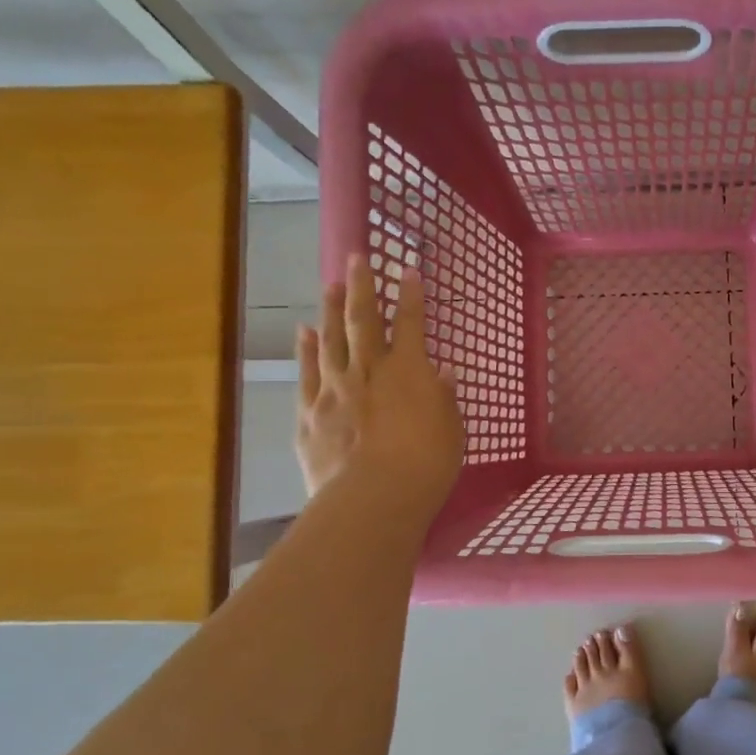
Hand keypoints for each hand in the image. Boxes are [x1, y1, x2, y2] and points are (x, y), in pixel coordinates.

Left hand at [295, 254, 464, 520]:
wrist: (374, 497)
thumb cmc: (426, 464)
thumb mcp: (451, 431)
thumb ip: (443, 398)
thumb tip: (443, 374)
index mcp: (408, 372)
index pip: (412, 324)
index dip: (411, 295)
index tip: (409, 269)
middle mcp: (368, 371)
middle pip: (364, 321)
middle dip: (363, 286)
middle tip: (357, 257)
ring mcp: (334, 390)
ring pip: (331, 340)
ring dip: (331, 310)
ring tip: (332, 285)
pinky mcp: (310, 414)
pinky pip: (308, 374)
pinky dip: (306, 350)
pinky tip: (304, 332)